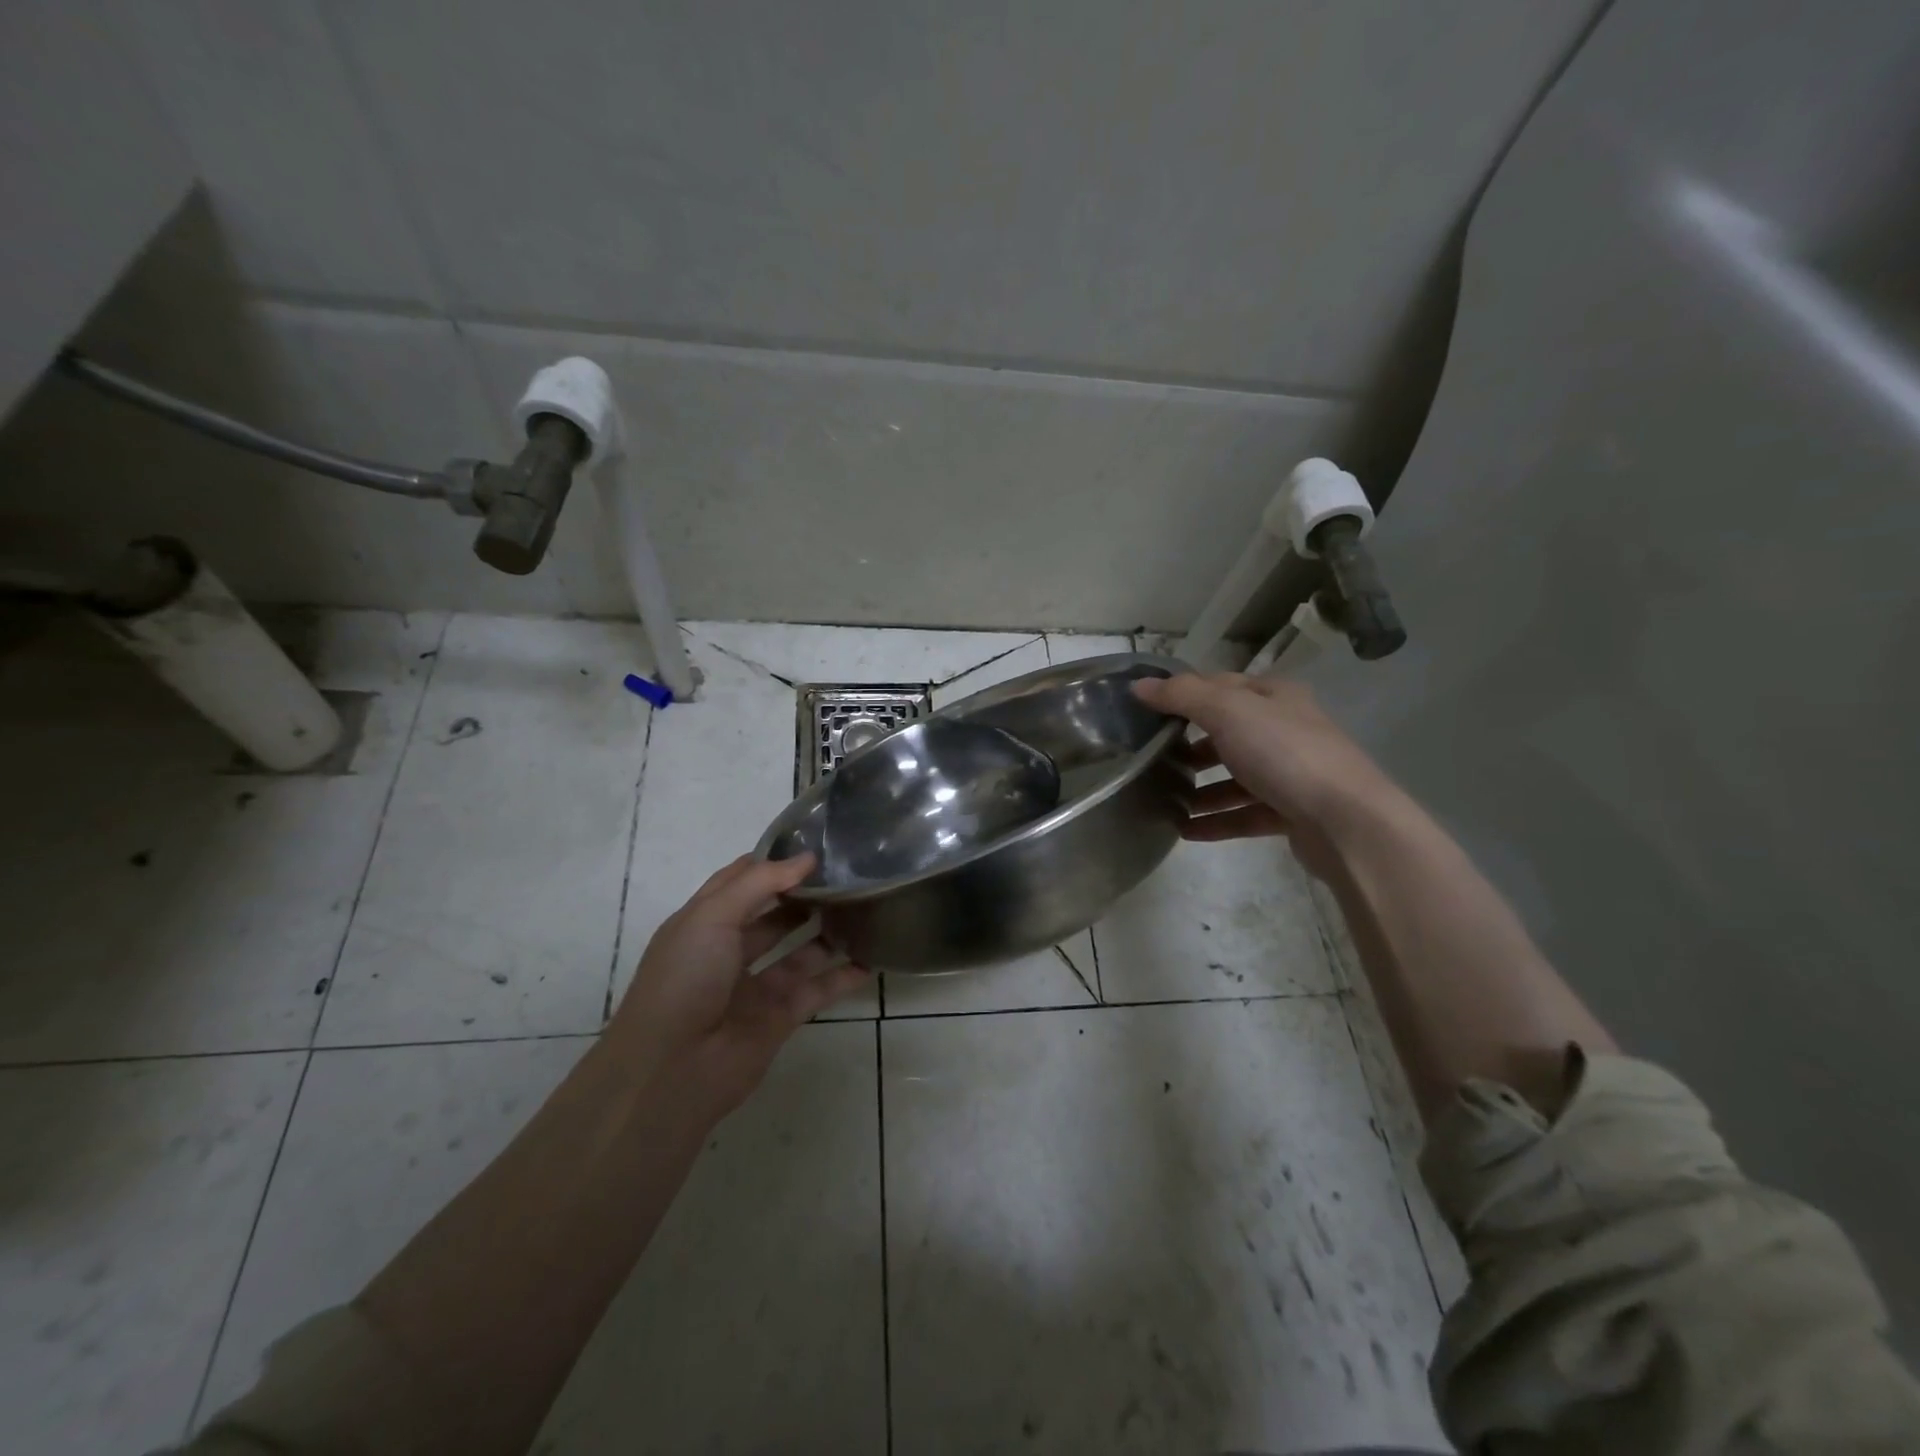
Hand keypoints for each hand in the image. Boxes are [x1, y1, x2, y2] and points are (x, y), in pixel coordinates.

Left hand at [607, 853, 868, 1117]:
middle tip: (845, 877)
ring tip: (862, 910)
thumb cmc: (685, 979)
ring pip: (797, 954)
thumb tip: (806, 858)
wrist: (672, 1071)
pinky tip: (869, 960)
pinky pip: (816, 991)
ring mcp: (754, 988)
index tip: (813, 847)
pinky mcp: (778, 1019)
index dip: (772, 863)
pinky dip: (841, 977)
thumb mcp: (712, 916)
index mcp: (702, 924)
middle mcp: (727, 953)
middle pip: (772, 917)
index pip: (740, 882)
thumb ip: (760, 883)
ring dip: (826, 934)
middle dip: (803, 897)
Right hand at [1132, 673, 1392, 875]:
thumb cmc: (1285, 754)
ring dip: (1201, 788)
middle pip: (1228, 733)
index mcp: (1275, 697)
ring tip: (1165, 800)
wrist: (1346, 821)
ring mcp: (1291, 773)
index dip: (1184, 694)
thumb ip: (1181, 697)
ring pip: (1236, 777)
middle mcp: (1286, 730)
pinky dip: (1216, 820)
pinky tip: (1186, 831)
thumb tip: (1139, 686)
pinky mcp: (1292, 812)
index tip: (1147, 711)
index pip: (1221, 686)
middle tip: (1153, 759)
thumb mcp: (1228, 712)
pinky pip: (1245, 814)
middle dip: (1191, 746)